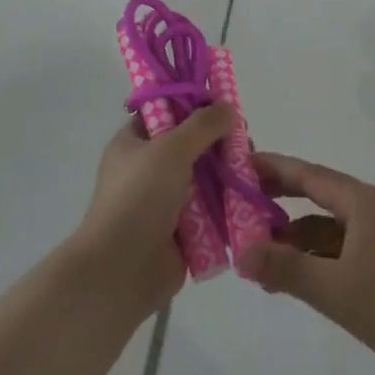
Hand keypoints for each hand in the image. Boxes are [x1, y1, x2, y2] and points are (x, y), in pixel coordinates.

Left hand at [75, 104, 233, 319]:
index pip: (165, 111)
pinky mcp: (181, 232)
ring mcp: (164, 201)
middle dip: (217, 143)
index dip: (193, 104)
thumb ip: (202, 125)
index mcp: (134, 142)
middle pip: (189, 145)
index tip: (223, 105)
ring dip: (226, 175)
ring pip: (203, 179)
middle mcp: (148, 168)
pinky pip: (209, 212)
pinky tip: (251, 199)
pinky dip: (227, 207)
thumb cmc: (139, 197)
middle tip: (245, 141)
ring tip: (252, 170)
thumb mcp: (171, 148)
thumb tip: (227, 107)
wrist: (122, 270)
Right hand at [242, 153, 374, 374]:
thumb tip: (240, 252)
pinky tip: (300, 278)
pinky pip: (346, 247)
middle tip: (240, 206)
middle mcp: (374, 208)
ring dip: (298, 237)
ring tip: (261, 254)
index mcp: (363, 202)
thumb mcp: (339, 293)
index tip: (237, 164)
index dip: (271, 168)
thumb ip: (288, 271)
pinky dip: (320, 257)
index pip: (307, 174)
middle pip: (317, 195)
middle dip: (279, 201)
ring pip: (331, 226)